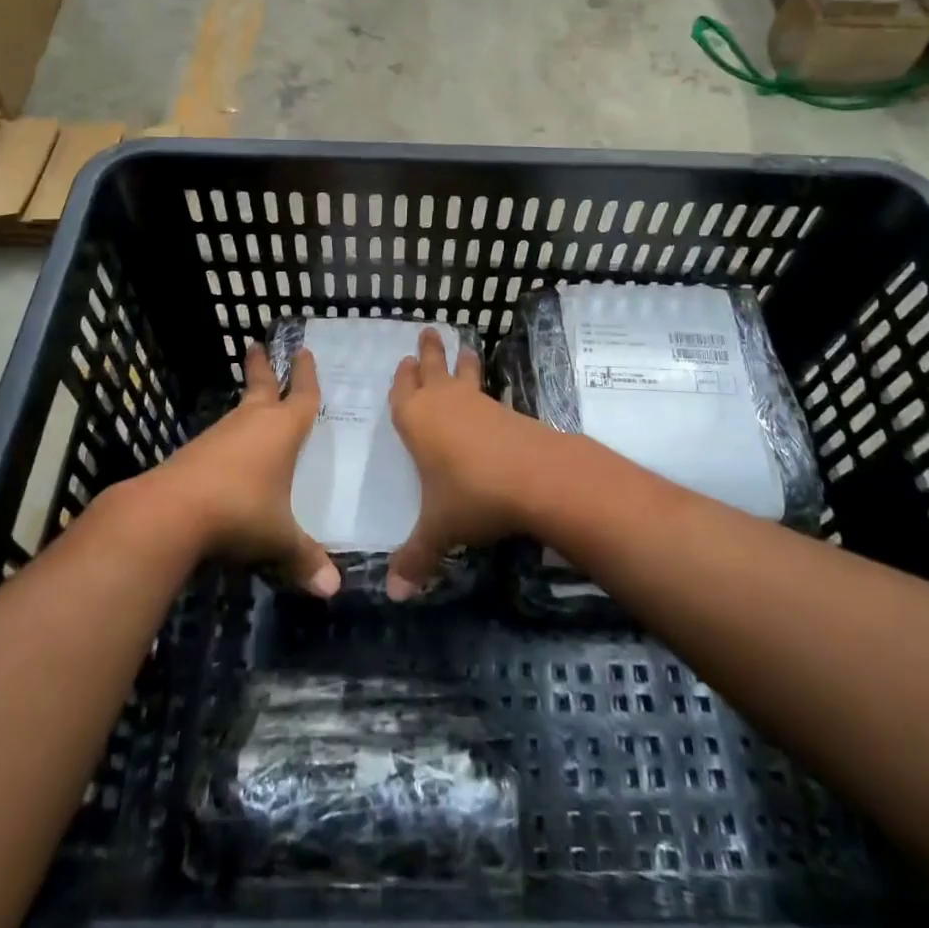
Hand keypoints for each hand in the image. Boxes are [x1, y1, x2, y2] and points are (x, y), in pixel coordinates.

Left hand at [146, 341, 339, 597]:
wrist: (169, 513)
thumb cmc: (240, 511)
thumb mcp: (278, 538)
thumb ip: (305, 559)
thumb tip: (333, 590)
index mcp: (281, 431)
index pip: (302, 396)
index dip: (307, 377)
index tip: (305, 353)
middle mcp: (250, 424)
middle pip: (260, 386)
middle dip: (263, 367)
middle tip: (256, 345)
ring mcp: (219, 436)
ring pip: (238, 411)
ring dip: (247, 402)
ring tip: (253, 402)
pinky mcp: (193, 454)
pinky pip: (220, 438)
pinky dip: (230, 436)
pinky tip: (229, 453)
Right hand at [386, 327, 550, 600]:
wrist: (535, 476)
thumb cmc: (472, 495)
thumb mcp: (439, 530)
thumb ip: (416, 558)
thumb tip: (393, 595)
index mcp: (415, 421)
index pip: (402, 392)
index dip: (402, 379)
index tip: (404, 361)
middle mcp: (444, 404)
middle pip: (433, 370)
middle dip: (429, 352)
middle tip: (428, 332)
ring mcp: (478, 404)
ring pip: (464, 376)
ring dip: (461, 362)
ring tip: (465, 346)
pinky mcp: (507, 412)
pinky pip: (489, 393)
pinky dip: (485, 389)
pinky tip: (492, 396)